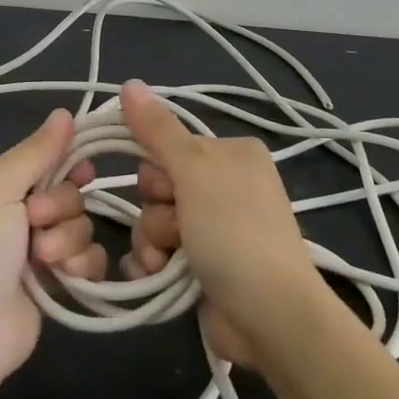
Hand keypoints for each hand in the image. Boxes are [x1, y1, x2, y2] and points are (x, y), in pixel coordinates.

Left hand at [0, 109, 101, 389]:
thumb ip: (35, 151)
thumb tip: (64, 112)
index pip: (44, 157)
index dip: (68, 161)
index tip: (84, 170)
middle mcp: (13, 211)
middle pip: (68, 191)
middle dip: (61, 207)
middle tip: (35, 222)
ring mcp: (33, 249)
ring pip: (81, 225)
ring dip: (68, 239)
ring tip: (42, 260)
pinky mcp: (53, 282)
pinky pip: (88, 259)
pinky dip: (81, 265)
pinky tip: (66, 277)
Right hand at [119, 80, 323, 366]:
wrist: (269, 315)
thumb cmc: (234, 232)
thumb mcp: (196, 171)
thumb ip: (158, 130)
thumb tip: (129, 83)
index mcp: (231, 154)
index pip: (168, 145)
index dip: (158, 170)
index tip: (169, 189)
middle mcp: (224, 186)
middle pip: (156, 185)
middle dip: (155, 211)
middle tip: (179, 228)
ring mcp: (214, 228)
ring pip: (152, 220)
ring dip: (153, 241)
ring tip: (171, 261)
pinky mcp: (201, 264)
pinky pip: (157, 250)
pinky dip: (152, 263)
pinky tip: (157, 276)